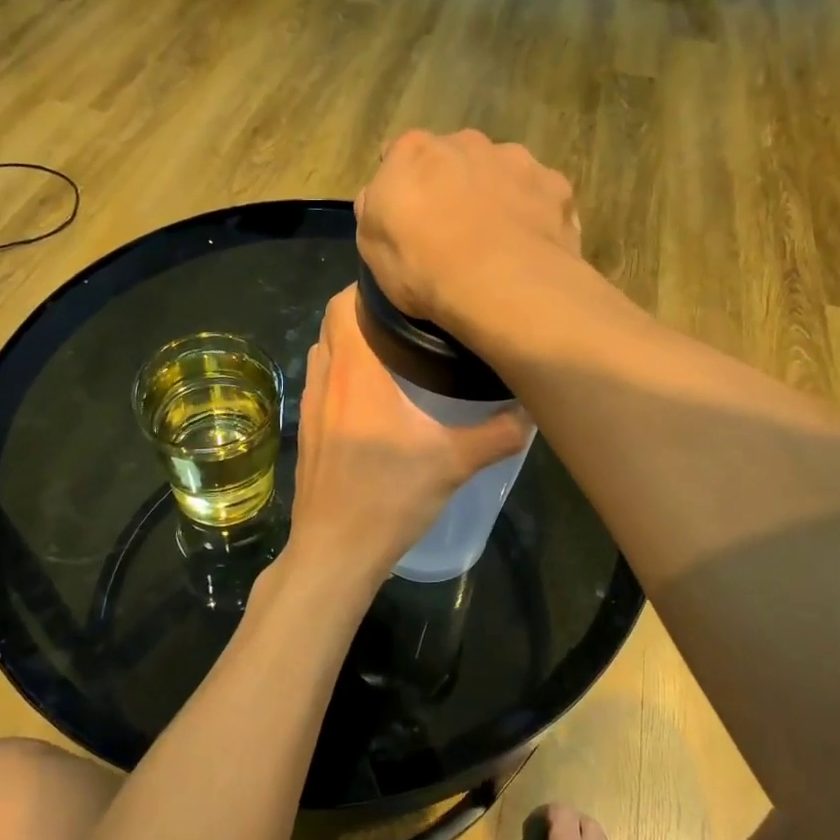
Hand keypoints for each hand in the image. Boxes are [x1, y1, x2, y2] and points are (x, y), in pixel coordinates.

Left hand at [279, 286, 530, 601]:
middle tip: (406, 321)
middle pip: (332, 323)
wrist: (335, 551)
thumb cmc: (389, 498)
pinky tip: (370, 398)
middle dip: (362, 313)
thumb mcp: (453, 464)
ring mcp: (310, 406)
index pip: (343, 304)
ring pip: (323, 353)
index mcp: (356, 371)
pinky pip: (320, 383)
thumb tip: (533, 411)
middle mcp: (326, 379)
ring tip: (390, 351)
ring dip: (349, 344)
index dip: (367, 288)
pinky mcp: (306, 431)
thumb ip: (497, 434)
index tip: (404, 292)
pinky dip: (340, 374)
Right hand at [355, 129, 580, 324]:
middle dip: (453, 183)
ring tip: (497, 242)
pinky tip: (530, 247)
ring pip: (500, 171)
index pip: (399, 153)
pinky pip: (539, 195)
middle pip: (454, 157)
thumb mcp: (371, 248)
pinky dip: (533, 214)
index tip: (408, 216)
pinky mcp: (555, 185)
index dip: (403, 184)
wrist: (502, 286)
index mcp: (413, 152)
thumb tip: (382, 197)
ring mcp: (516, 159)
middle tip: (454, 230)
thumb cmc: (423, 269)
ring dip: (496, 194)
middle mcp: (466, 142)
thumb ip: (375, 210)